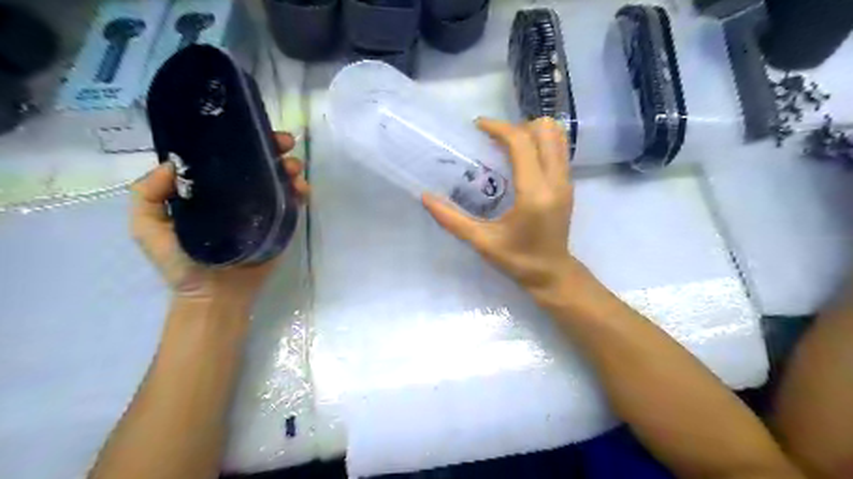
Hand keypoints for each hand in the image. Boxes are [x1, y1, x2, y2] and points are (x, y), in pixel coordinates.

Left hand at [130, 133, 310, 306]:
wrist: (215, 294)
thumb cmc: (180, 263)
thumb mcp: (147, 228)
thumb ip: (147, 195)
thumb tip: (173, 164)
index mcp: (208, 191)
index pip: (224, 158)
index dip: (238, 140)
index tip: (251, 129)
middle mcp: (237, 195)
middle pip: (257, 164)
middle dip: (273, 149)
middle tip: (286, 142)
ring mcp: (261, 209)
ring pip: (278, 180)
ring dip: (290, 167)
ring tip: (295, 166)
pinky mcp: (278, 224)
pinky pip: (292, 203)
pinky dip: (300, 191)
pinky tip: (302, 187)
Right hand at [423, 118, 575, 292]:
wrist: (552, 274)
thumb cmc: (517, 260)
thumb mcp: (481, 241)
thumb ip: (452, 219)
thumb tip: (425, 198)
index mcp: (534, 193)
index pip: (521, 143)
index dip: (498, 127)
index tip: (478, 126)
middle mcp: (555, 181)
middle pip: (544, 130)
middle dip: (517, 127)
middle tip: (494, 141)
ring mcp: (566, 181)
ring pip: (556, 136)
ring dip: (531, 133)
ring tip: (507, 148)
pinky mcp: (568, 184)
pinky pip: (558, 149)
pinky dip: (540, 144)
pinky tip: (520, 161)